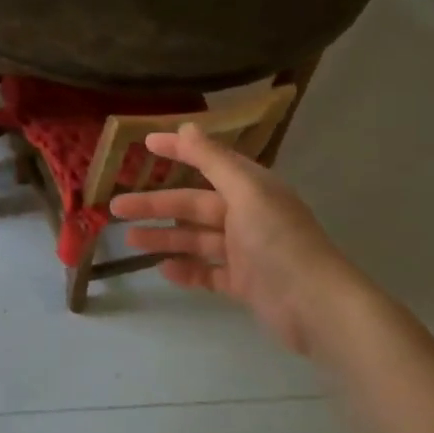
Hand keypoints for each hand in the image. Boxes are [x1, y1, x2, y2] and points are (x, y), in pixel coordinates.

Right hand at [110, 123, 377, 360]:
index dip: (179, 150)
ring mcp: (245, 252)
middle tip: (116, 206)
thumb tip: (187, 126)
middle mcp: (247, 215)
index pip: (208, 161)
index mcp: (251, 188)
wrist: (316, 306)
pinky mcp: (244, 284)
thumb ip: (214, 160)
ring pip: (196, 239)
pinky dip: (186, 271)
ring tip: (130, 240)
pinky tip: (162, 270)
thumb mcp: (246, 192)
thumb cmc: (279, 241)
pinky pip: (208, 273)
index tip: (146, 143)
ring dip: (164, 238)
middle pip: (193, 205)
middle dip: (155, 205)